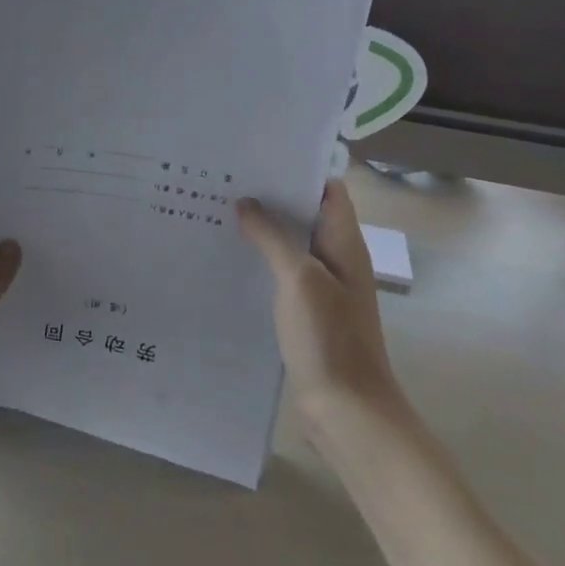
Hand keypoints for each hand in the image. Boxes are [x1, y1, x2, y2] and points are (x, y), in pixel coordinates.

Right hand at [237, 182, 404, 447]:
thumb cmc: (329, 338)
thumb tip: (246, 203)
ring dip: (261, 229)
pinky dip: (259, 260)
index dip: (297, 169)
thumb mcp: (299, 279)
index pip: (327, 190)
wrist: (347, 410)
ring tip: (217, 210)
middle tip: (224, 180)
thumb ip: (273, 237)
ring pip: (289, 244)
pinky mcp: (306, 311)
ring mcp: (322, 287)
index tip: (257, 155)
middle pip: (304, 214)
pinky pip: (281, 273)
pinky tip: (227, 258)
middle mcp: (335, 259)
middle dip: (270, 196)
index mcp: (344, 244)